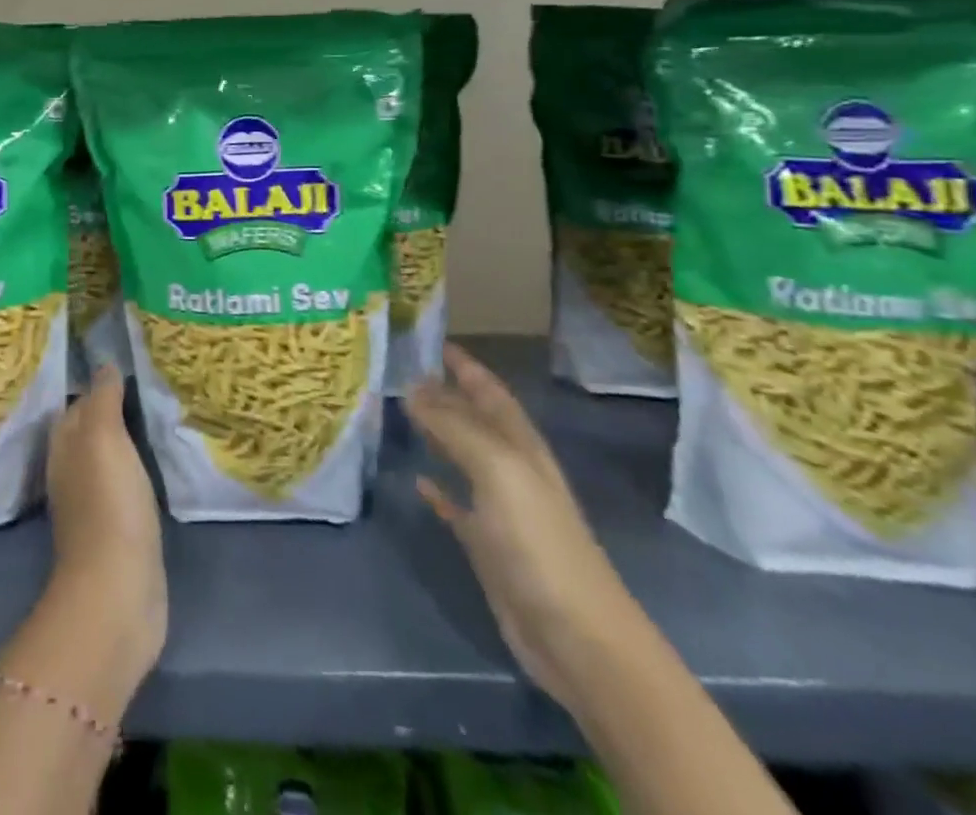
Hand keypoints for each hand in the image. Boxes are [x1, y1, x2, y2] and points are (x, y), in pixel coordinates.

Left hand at [44, 367, 167, 682]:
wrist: (118, 591)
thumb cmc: (109, 504)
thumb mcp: (103, 438)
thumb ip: (103, 399)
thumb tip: (104, 364)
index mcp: (64, 446)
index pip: (77, 403)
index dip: (98, 383)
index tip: (127, 361)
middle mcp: (72, 471)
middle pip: (90, 429)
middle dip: (112, 407)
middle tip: (149, 382)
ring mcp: (93, 503)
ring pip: (108, 457)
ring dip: (127, 438)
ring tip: (158, 414)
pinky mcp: (118, 530)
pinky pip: (126, 484)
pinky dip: (138, 468)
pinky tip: (158, 460)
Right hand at [406, 344, 649, 710]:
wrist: (576, 636)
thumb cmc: (538, 541)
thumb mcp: (497, 470)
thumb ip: (453, 426)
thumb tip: (411, 387)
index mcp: (520, 444)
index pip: (488, 390)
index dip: (464, 364)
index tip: (430, 339)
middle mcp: (510, 467)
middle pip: (474, 419)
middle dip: (443, 393)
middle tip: (400, 371)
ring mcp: (499, 507)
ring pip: (462, 456)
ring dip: (436, 434)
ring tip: (400, 412)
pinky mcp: (487, 544)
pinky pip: (456, 504)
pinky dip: (437, 489)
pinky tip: (417, 480)